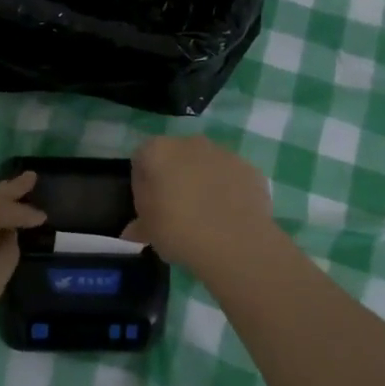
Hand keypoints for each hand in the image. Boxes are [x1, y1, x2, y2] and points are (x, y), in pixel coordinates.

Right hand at [125, 136, 278, 272]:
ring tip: (205, 217)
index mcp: (158, 151)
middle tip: (175, 211)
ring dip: (202, 183)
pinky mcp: (249, 168)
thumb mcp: (148, 231)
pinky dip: (228, 191)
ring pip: (205, 165)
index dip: (142, 184)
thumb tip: (134, 229)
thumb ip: (140, 224)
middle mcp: (190, 143)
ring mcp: (223, 153)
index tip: (148, 207)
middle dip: (174, 178)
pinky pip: (231, 178)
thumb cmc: (178, 230)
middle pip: (175, 158)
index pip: (141, 160)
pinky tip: (228, 218)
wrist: (235, 242)